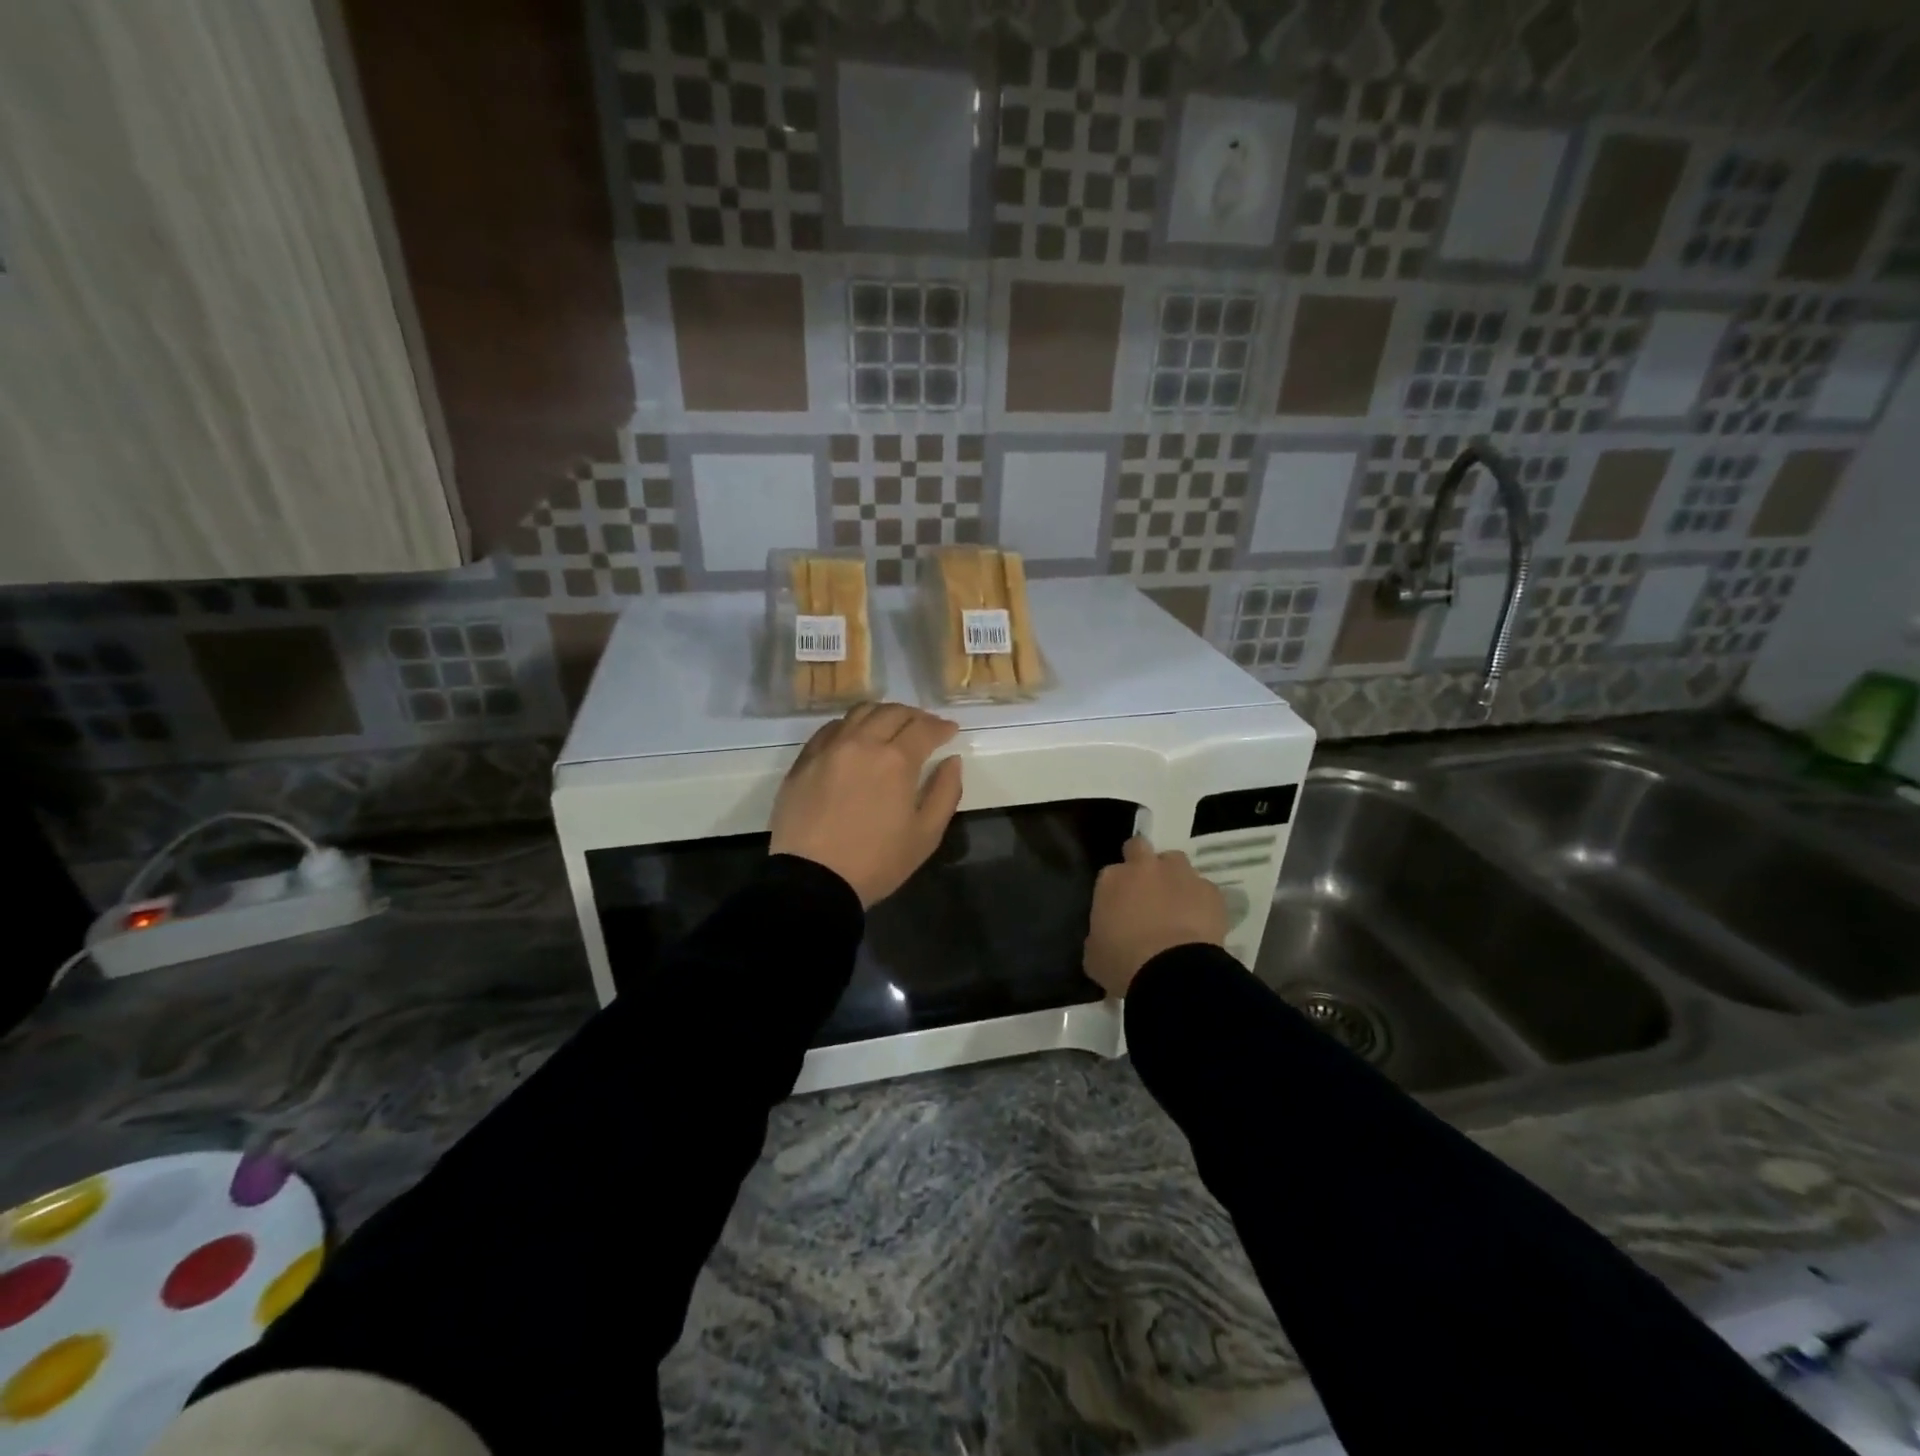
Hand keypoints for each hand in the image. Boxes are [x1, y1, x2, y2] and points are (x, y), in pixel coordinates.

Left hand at [769, 703, 963, 906]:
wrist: (812, 881)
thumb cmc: (876, 862)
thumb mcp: (926, 835)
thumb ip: (945, 792)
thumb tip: (952, 761)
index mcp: (896, 761)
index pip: (924, 728)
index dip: (942, 727)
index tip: (951, 731)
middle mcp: (862, 743)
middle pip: (892, 713)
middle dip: (915, 716)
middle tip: (925, 728)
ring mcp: (829, 749)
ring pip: (859, 713)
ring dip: (882, 714)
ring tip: (891, 727)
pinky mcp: (804, 761)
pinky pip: (830, 729)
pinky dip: (850, 726)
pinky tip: (855, 738)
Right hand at [1083, 835, 1226, 998]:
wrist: (1173, 973)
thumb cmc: (1123, 964)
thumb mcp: (1095, 954)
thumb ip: (1099, 934)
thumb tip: (1107, 935)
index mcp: (1111, 879)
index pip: (1111, 873)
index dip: (1117, 889)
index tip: (1120, 908)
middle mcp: (1145, 867)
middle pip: (1141, 848)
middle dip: (1143, 863)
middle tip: (1146, 891)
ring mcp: (1181, 874)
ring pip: (1176, 863)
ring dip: (1174, 878)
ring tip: (1177, 906)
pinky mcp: (1211, 891)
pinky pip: (1204, 890)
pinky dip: (1201, 902)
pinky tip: (1200, 924)